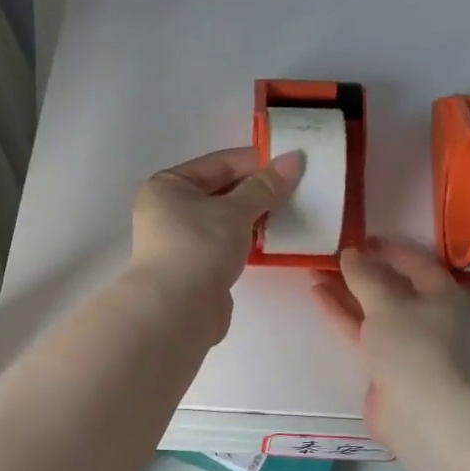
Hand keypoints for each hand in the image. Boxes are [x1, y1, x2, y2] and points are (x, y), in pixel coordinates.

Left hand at [128, 146, 304, 331]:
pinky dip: (250, 239)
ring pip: (227, 219)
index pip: (220, 163)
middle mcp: (170, 209)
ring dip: (257, 216)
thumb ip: (266, 186)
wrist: (176, 312)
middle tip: (301, 187)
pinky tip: (277, 238)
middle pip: (223, 190)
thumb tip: (295, 158)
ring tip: (295, 211)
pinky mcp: (198, 266)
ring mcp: (183, 240)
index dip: (257, 161)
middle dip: (260, 190)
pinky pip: (228, 243)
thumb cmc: (199, 248)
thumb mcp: (235, 211)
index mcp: (169, 185)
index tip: (293, 161)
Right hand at [311, 241, 469, 440]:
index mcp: (441, 295)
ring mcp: (406, 342)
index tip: (361, 238)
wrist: (418, 411)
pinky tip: (319, 295)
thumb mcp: (385, 302)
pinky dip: (343, 313)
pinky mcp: (385, 363)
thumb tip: (350, 253)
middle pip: (392, 286)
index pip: (415, 262)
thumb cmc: (411, 345)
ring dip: (346, 291)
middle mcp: (428, 316)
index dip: (389, 248)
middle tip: (332, 253)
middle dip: (362, 271)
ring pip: (373, 309)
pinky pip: (363, 330)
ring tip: (315, 270)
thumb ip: (364, 276)